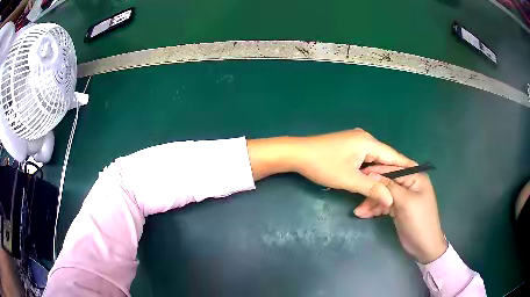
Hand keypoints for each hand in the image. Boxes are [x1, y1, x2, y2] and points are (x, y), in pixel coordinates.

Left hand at [291, 129, 415, 206]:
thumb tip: (391, 200)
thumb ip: (372, 188)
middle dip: (391, 175)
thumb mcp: (349, 179)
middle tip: (402, 190)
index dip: (405, 167)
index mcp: (369, 142)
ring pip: (374, 160)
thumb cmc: (323, 165)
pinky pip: (365, 158)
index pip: (394, 156)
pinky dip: (369, 170)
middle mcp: (365, 138)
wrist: (297, 154)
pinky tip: (371, 180)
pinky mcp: (349, 146)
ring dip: (379, 174)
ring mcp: (356, 141)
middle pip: (384, 158)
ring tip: (389, 188)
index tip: (418, 176)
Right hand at [360, 165, 447, 263]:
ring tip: (358, 212)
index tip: (359, 175)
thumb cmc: (419, 221)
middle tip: (358, 199)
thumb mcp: (405, 202)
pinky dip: (375, 209)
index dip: (376, 172)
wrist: (424, 246)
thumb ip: (389, 187)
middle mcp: (409, 183)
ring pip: (383, 194)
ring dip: (371, 203)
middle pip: (386, 182)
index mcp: (415, 177)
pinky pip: (384, 204)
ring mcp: (403, 196)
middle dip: (373, 191)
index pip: (393, 169)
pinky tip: (364, 214)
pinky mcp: (398, 208)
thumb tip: (372, 174)